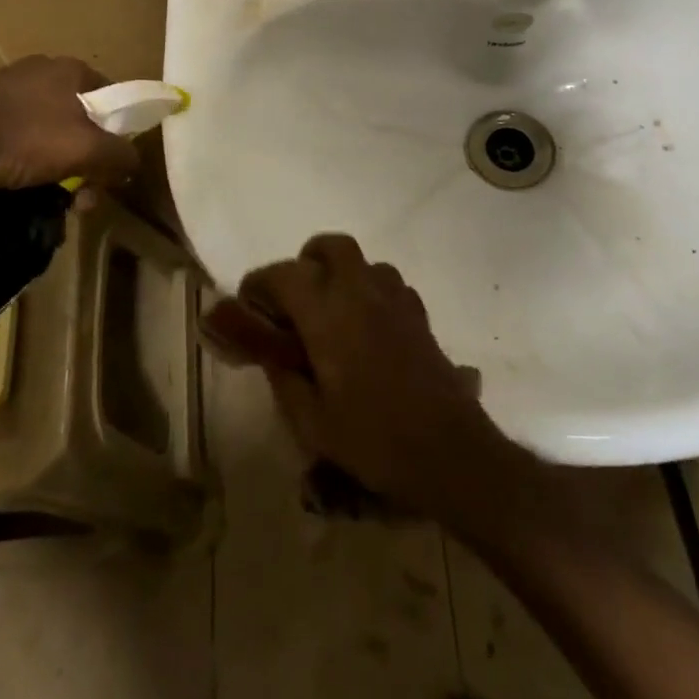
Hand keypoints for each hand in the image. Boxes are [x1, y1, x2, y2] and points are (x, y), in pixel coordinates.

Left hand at [0, 57, 140, 221]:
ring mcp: (4, 87)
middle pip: (80, 120)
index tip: (109, 173)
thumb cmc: (21, 138)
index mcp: (71, 69)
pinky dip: (19, 163)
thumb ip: (120, 155)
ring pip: (46, 133)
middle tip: (77, 200)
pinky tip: (10, 187)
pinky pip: (12, 139)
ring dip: (53, 168)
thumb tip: (133, 163)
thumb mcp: (86, 150)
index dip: (119, 136)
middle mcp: (41, 70)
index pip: (114, 99)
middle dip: (85, 162)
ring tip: (43, 201)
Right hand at [224, 234, 522, 522]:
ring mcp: (395, 300)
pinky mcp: (419, 315)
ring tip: (332, 311)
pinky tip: (368, 327)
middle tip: (296, 296)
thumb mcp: (311, 423)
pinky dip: (371, 292)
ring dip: (342, 274)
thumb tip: (271, 355)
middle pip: (331, 247)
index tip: (249, 304)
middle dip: (308, 260)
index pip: (284, 275)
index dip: (260, 284)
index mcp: (327, 314)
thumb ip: (284, 380)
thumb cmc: (373, 439)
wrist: (449, 450)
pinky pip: (389, 284)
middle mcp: (360, 293)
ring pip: (364, 262)